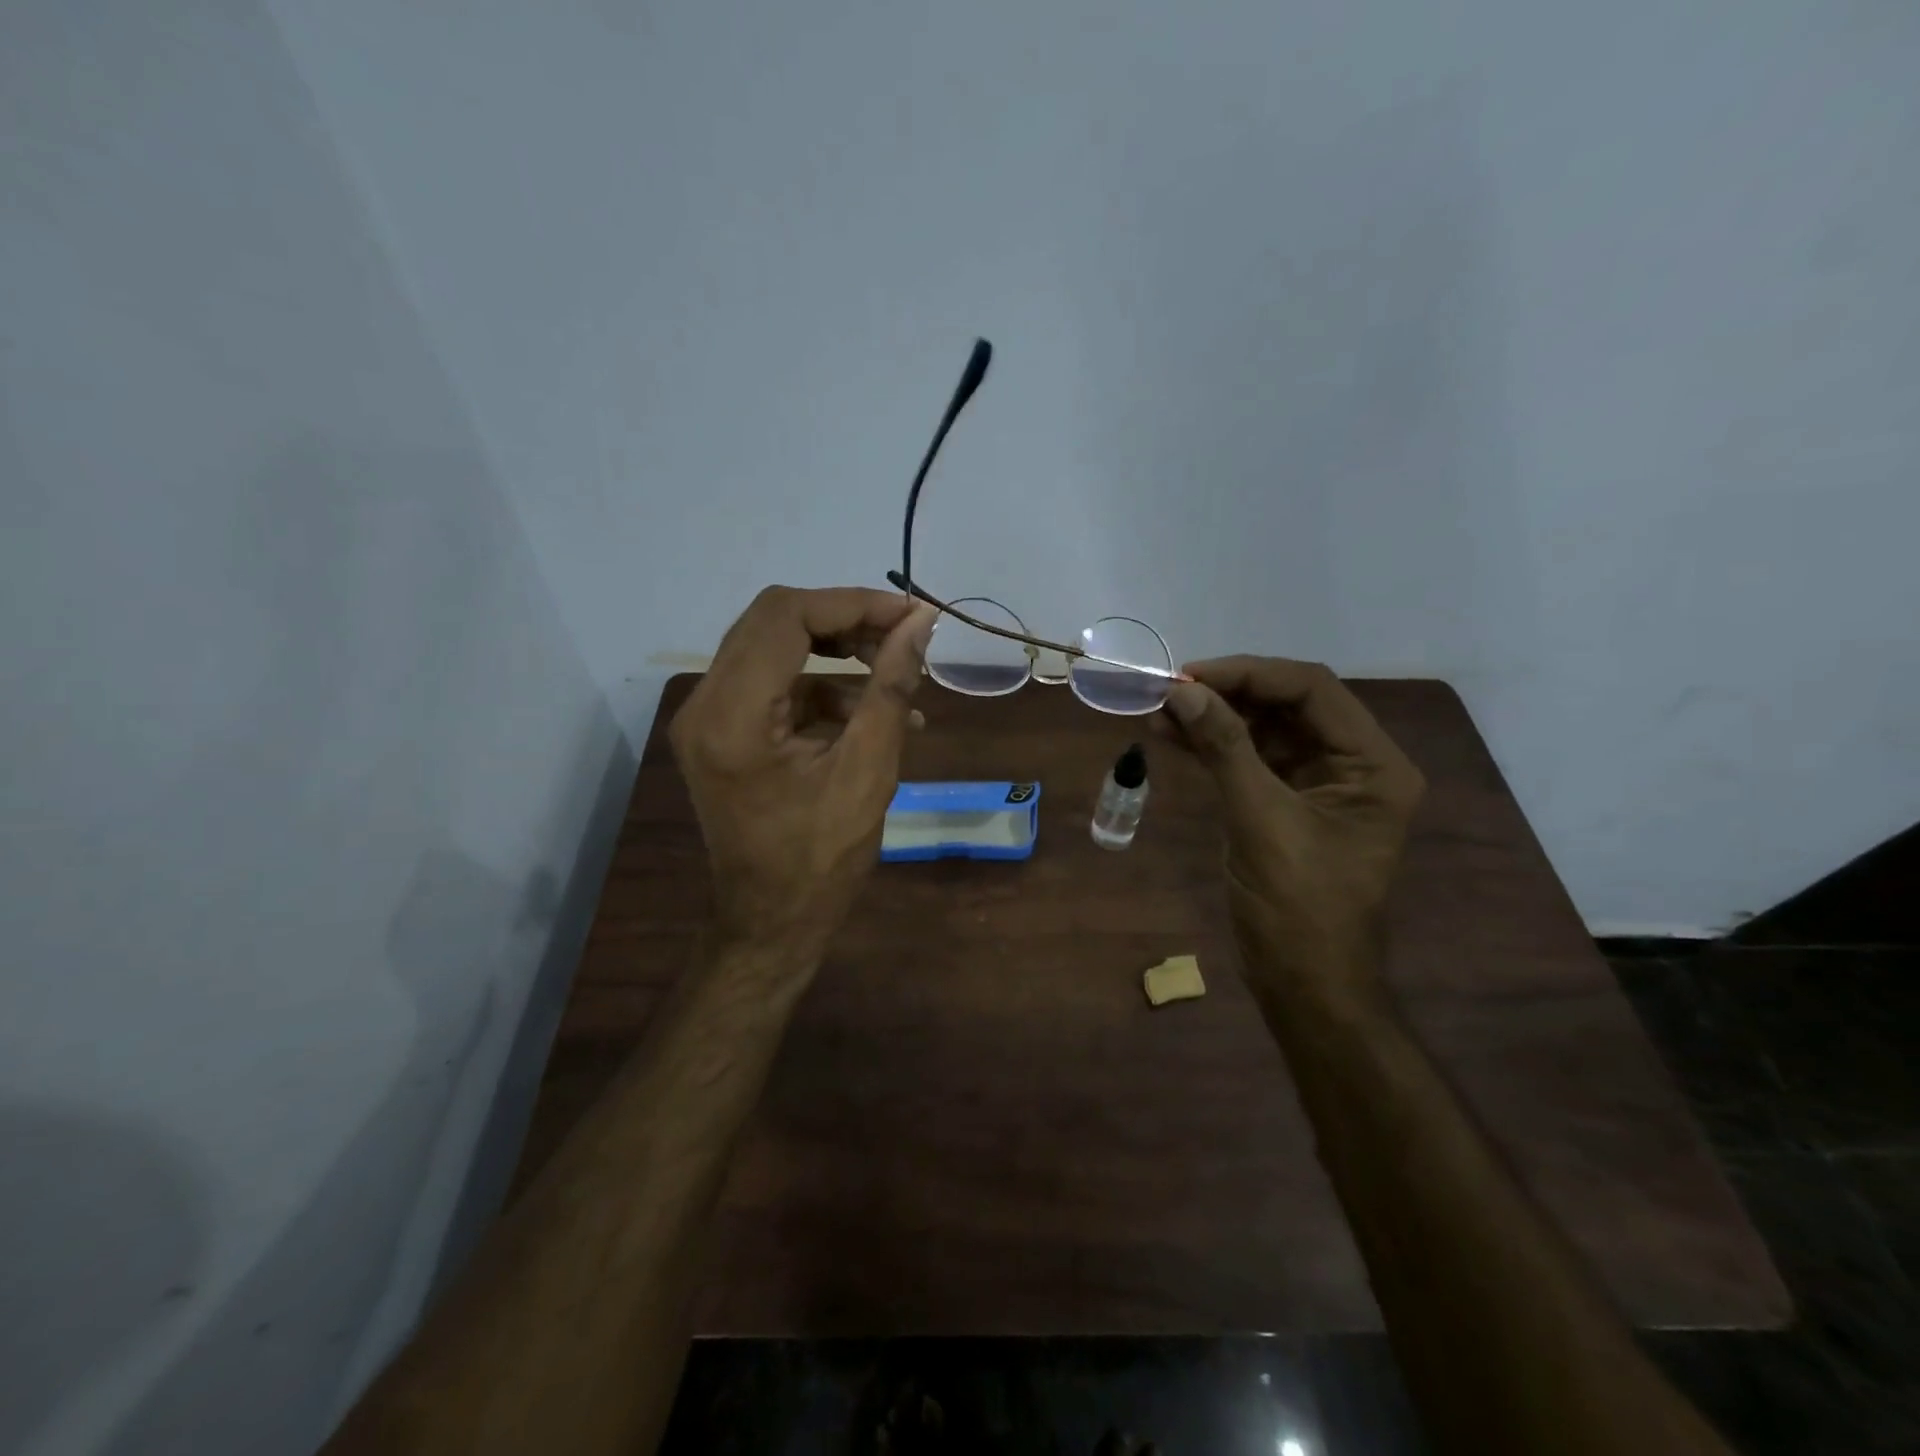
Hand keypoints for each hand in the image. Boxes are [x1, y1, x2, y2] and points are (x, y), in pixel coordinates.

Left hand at [671, 586, 935, 963]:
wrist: (770, 924)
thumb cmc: (820, 863)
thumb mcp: (868, 772)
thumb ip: (890, 688)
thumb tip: (922, 624)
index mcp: (732, 716)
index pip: (786, 617)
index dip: (854, 604)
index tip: (913, 617)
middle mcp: (704, 705)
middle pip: (773, 621)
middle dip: (846, 620)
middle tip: (904, 636)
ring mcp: (706, 719)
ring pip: (773, 646)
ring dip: (836, 651)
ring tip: (897, 674)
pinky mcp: (721, 733)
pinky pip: (773, 685)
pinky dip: (822, 686)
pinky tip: (871, 712)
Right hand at [1159, 657, 1424, 999]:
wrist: (1304, 985)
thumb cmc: (1298, 908)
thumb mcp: (1261, 821)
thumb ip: (1225, 749)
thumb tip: (1182, 692)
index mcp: (1372, 765)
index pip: (1311, 690)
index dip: (1248, 675)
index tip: (1189, 676)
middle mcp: (1351, 764)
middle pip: (1287, 704)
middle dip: (1226, 694)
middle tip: (1168, 692)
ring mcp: (1317, 784)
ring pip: (1262, 730)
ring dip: (1213, 719)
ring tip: (1158, 713)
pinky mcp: (1285, 804)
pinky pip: (1248, 760)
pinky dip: (1211, 748)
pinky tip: (1171, 738)